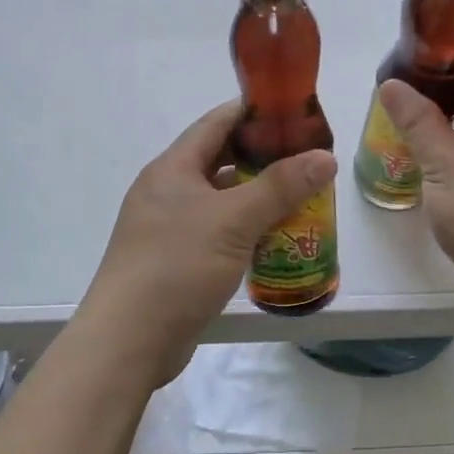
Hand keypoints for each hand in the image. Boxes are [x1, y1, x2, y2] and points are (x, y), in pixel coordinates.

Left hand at [84, 101, 336, 379]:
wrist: (128, 340)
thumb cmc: (177, 266)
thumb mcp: (234, 221)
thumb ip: (280, 186)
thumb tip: (325, 157)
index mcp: (173, 168)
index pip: (216, 123)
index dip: (254, 112)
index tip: (295, 113)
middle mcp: (167, 190)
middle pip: (220, 160)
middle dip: (263, 158)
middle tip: (306, 159)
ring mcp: (168, 227)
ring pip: (220, 199)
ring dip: (256, 196)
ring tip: (300, 196)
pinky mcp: (175, 259)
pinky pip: (216, 231)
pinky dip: (245, 228)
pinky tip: (274, 238)